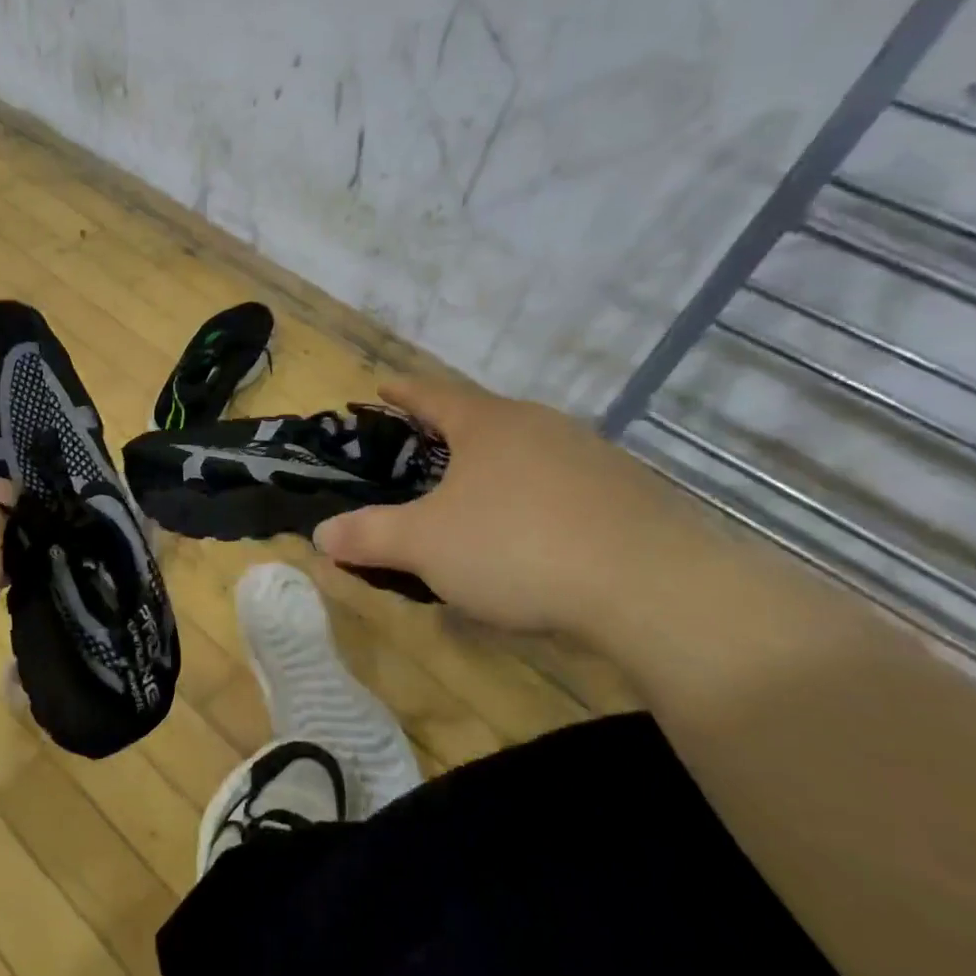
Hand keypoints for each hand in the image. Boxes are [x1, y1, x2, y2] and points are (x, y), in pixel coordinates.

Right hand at [312, 378, 682, 636]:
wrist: (655, 590)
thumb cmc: (518, 547)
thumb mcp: (425, 545)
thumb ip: (368, 536)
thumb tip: (320, 534)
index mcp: (488, 424)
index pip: (432, 395)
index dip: (403, 392)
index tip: (382, 386)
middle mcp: (540, 426)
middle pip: (483, 417)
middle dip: (449, 430)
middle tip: (422, 447)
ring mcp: (591, 457)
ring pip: (526, 451)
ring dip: (495, 465)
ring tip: (475, 493)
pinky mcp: (629, 495)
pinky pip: (562, 484)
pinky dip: (534, 497)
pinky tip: (533, 532)